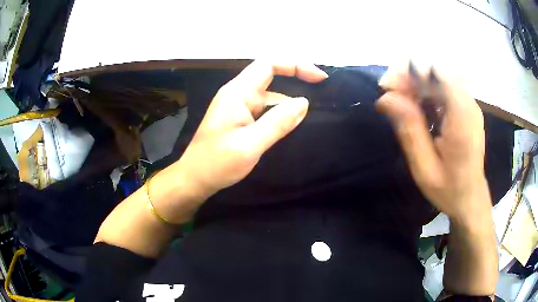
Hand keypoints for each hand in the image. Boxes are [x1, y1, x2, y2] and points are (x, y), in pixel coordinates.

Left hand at [175, 61, 327, 199]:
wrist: (194, 179)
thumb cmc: (217, 163)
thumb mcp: (250, 145)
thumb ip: (278, 122)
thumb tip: (304, 102)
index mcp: (237, 93)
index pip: (268, 65)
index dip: (295, 65)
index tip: (319, 78)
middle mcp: (238, 95)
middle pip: (270, 75)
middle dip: (296, 78)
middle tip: (322, 91)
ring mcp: (239, 107)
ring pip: (270, 94)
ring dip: (290, 98)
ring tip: (314, 109)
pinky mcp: (241, 120)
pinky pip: (265, 109)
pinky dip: (281, 112)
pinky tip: (294, 122)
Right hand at [377, 66, 490, 223]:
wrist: (471, 198)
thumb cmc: (449, 189)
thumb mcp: (424, 168)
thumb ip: (409, 130)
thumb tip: (386, 98)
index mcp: (462, 120)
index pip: (438, 73)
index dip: (410, 71)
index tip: (388, 87)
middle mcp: (469, 104)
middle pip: (436, 71)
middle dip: (409, 76)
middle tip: (389, 96)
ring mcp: (469, 104)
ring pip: (438, 76)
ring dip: (415, 83)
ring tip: (399, 101)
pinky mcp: (466, 106)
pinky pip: (443, 86)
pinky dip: (425, 90)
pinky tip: (416, 106)